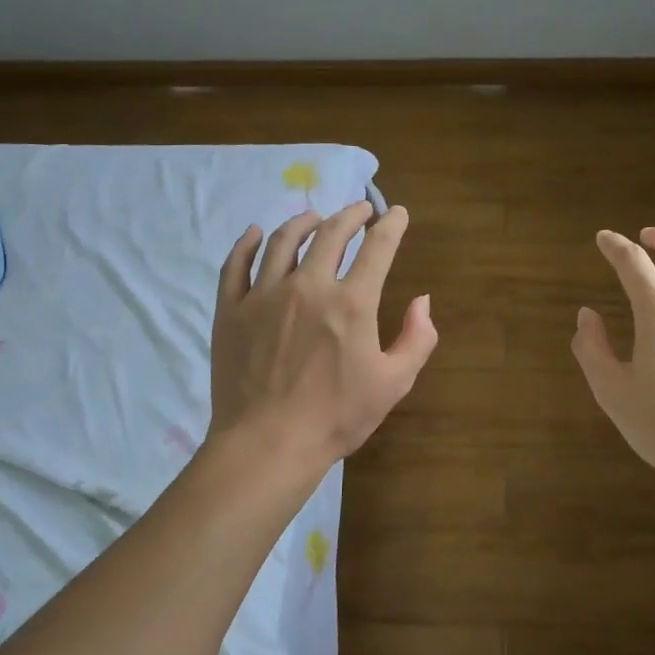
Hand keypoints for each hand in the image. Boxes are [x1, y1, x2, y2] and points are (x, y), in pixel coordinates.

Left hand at [208, 201, 436, 467]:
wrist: (268, 444)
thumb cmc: (337, 417)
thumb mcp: (394, 383)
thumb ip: (417, 339)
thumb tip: (422, 301)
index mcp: (351, 302)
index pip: (377, 248)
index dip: (392, 225)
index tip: (398, 213)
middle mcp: (308, 286)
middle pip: (331, 233)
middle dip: (351, 214)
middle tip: (361, 209)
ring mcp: (264, 295)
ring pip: (282, 241)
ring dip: (304, 222)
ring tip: (315, 218)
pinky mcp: (231, 310)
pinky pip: (236, 265)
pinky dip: (246, 244)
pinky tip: (255, 233)